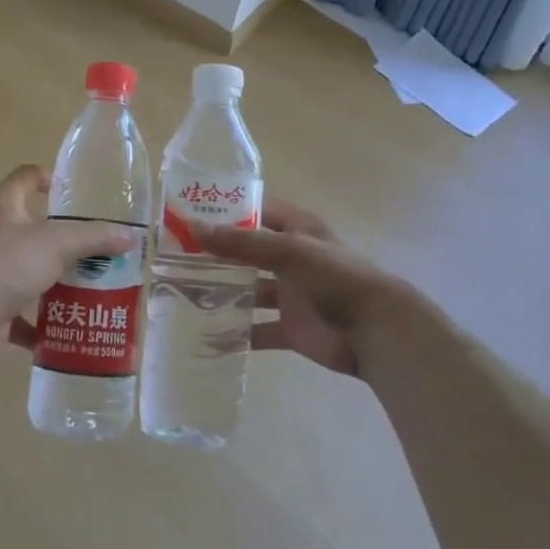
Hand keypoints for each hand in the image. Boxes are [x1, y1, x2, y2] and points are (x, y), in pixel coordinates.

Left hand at [0, 166, 137, 336]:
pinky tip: (60, 327)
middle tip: (91, 247)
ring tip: (83, 287)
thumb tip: (131, 236)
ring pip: (22, 267)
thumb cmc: (7, 264)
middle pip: (26, 225)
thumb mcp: (59, 243)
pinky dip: (35, 319)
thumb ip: (95, 238)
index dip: (48, 178)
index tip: (73, 193)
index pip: (25, 177)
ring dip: (49, 278)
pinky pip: (15, 307)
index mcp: (0, 204)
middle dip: (58, 237)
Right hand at [191, 200, 417, 377]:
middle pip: (246, 252)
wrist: (376, 332)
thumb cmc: (335, 278)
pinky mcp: (291, 328)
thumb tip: (193, 229)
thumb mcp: (288, 251)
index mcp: (297, 230)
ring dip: (222, 293)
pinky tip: (207, 336)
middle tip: (173, 257)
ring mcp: (291, 294)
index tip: (187, 214)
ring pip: (249, 290)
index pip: (255, 212)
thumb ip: (241, 243)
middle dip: (215, 255)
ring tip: (182, 294)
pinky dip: (236, 334)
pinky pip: (257, 330)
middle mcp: (291, 258)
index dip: (224, 212)